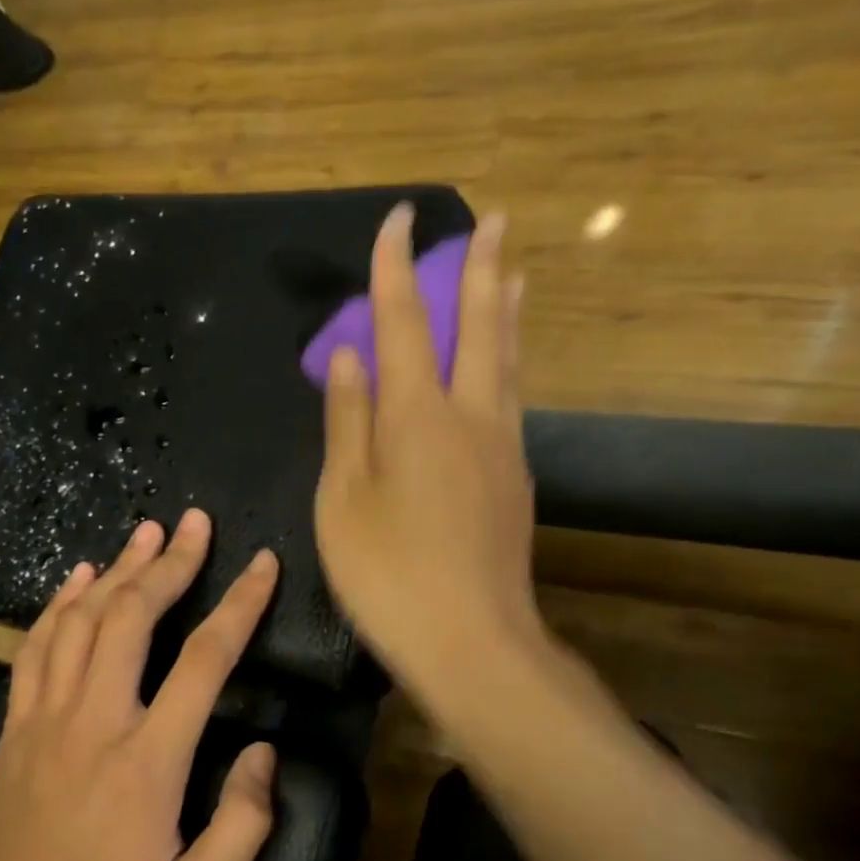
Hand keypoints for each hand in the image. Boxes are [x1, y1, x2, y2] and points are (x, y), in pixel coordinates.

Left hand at [0, 509, 280, 860]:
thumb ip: (242, 827)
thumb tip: (264, 752)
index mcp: (147, 761)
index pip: (204, 659)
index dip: (239, 604)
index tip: (262, 564)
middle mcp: (94, 723)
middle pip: (132, 617)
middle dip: (170, 562)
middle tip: (194, 522)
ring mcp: (45, 722)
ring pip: (80, 621)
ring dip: (117, 570)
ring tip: (146, 532)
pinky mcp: (15, 732)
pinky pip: (35, 649)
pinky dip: (58, 605)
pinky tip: (77, 578)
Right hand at [315, 203, 540, 690]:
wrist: (472, 641)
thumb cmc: (389, 575)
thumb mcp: (344, 500)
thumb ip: (348, 422)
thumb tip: (349, 357)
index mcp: (417, 416)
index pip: (405, 322)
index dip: (396, 267)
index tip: (399, 219)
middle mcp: (470, 416)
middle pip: (478, 326)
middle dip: (480, 268)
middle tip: (493, 220)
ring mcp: (502, 447)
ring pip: (507, 361)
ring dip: (506, 310)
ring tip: (513, 274)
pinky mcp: (515, 479)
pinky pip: (511, 399)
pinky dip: (507, 362)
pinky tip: (503, 366)